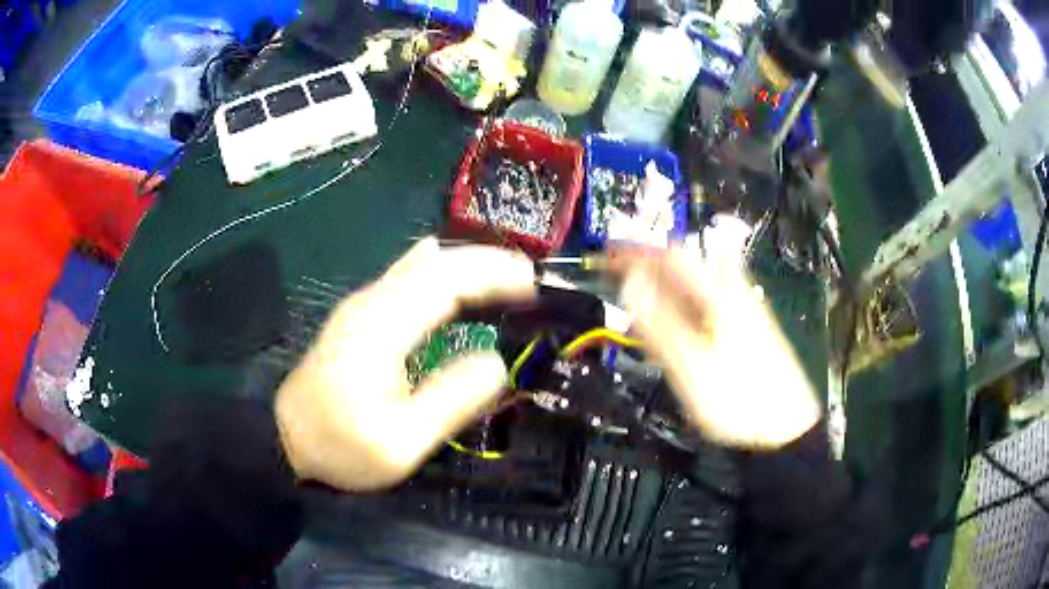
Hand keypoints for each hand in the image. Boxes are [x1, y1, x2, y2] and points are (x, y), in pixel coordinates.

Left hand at [275, 238, 535, 490]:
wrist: (284, 441)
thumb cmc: (341, 447)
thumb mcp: (400, 443)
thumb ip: (450, 401)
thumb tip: (496, 363)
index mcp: (381, 327)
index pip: (445, 281)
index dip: (493, 276)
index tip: (533, 284)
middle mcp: (371, 302)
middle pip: (435, 264)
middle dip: (486, 263)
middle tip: (530, 278)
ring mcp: (362, 306)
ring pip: (420, 266)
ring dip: (466, 264)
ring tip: (505, 275)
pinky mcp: (359, 317)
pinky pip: (406, 278)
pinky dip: (440, 272)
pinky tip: (449, 267)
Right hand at [608, 223, 820, 449]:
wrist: (784, 431)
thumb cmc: (738, 399)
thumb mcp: (692, 365)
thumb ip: (660, 323)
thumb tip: (631, 282)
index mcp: (722, 297)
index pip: (674, 257)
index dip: (639, 253)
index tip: (609, 257)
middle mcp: (733, 296)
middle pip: (688, 270)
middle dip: (651, 273)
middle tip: (623, 288)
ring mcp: (742, 315)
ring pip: (696, 292)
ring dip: (666, 297)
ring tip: (642, 316)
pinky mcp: (745, 334)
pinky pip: (706, 312)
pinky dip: (683, 316)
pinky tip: (674, 336)